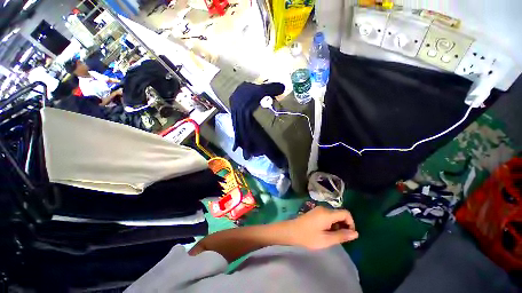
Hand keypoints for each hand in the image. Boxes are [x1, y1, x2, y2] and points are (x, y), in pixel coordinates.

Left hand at [285, 206, 357, 248]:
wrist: (291, 231)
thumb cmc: (308, 236)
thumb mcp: (326, 239)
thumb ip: (342, 236)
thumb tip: (356, 233)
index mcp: (327, 213)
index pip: (346, 213)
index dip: (351, 223)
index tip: (348, 235)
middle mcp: (324, 209)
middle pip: (340, 214)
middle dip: (343, 225)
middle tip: (339, 238)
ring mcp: (318, 209)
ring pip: (334, 215)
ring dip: (336, 225)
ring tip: (331, 236)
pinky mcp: (315, 212)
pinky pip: (327, 216)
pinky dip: (330, 223)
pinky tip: (325, 232)